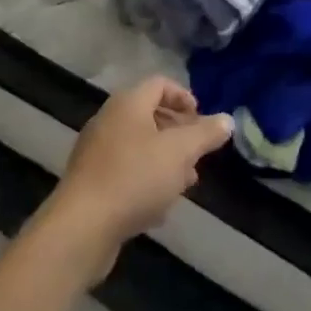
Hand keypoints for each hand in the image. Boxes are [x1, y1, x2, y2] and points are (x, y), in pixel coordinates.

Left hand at [40, 78, 232, 275]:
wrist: (82, 226)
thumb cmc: (135, 177)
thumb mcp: (179, 153)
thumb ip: (205, 134)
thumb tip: (227, 119)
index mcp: (128, 103)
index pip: (160, 84)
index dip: (184, 97)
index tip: (202, 120)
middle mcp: (109, 120)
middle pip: (150, 115)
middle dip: (178, 134)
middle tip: (198, 155)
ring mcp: (97, 151)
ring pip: (140, 147)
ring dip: (165, 161)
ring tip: (185, 183)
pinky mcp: (92, 182)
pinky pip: (126, 172)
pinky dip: (146, 181)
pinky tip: (158, 208)